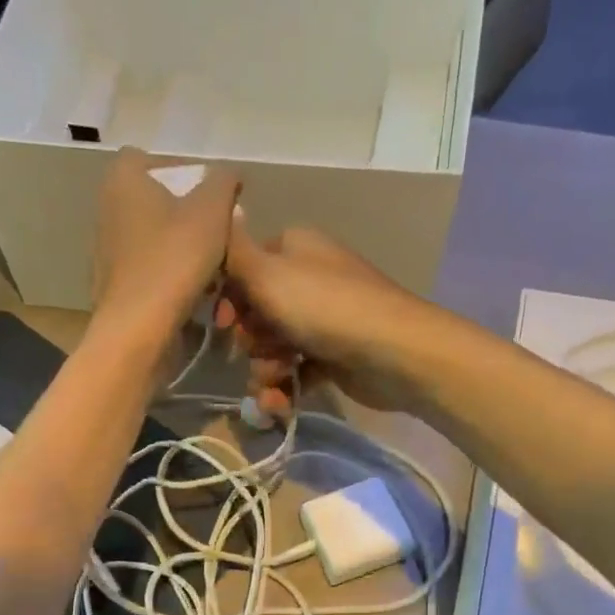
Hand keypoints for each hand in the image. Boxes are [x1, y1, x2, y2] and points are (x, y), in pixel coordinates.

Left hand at [91, 149, 240, 343]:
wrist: (137, 331)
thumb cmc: (173, 260)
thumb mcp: (212, 210)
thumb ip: (224, 182)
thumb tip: (229, 176)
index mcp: (122, 181)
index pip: (151, 159)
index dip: (184, 171)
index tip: (212, 194)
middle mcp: (107, 211)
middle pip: (157, 203)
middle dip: (191, 217)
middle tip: (220, 233)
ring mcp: (107, 253)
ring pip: (156, 241)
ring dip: (186, 251)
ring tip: (215, 269)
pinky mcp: (114, 288)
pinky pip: (151, 273)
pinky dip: (173, 279)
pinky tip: (196, 296)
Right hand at [219, 218, 446, 417]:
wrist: (392, 353)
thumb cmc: (325, 308)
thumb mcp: (268, 274)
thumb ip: (234, 251)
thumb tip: (221, 213)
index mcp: (292, 248)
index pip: (243, 268)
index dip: (228, 299)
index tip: (223, 324)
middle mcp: (307, 279)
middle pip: (256, 313)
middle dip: (250, 341)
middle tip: (260, 350)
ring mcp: (321, 320)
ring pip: (273, 347)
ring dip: (265, 370)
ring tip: (275, 381)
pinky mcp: (332, 356)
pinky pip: (294, 371)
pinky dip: (285, 386)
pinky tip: (282, 402)